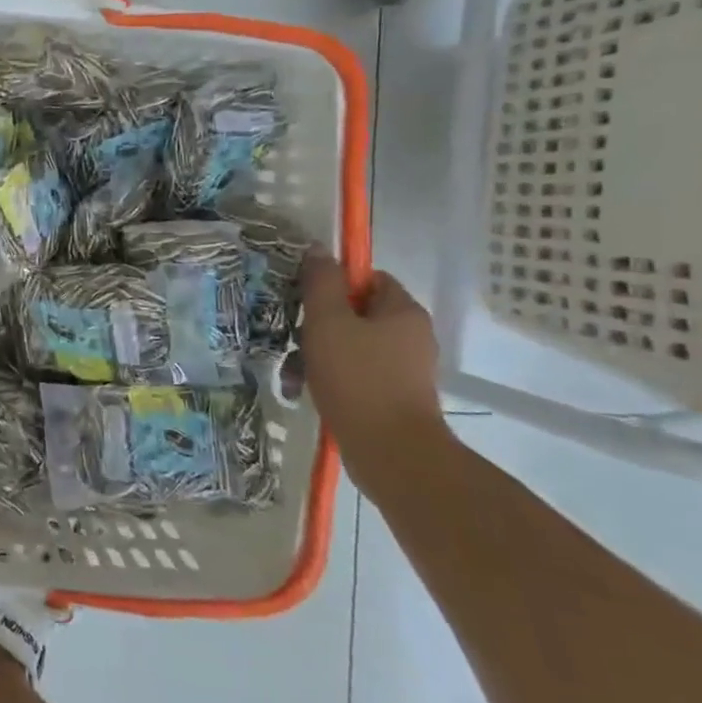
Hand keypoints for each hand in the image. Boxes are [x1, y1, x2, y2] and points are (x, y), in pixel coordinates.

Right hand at [299, 253, 451, 488]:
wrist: (390, 452)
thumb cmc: (357, 377)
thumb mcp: (328, 322)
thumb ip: (321, 283)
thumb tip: (318, 250)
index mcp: (402, 312)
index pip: (368, 279)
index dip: (334, 284)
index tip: (305, 300)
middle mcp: (410, 336)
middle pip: (354, 314)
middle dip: (316, 326)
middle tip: (292, 339)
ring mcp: (403, 370)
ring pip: (349, 347)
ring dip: (314, 356)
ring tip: (291, 375)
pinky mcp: (392, 397)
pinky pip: (354, 376)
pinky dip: (328, 379)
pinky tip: (303, 392)